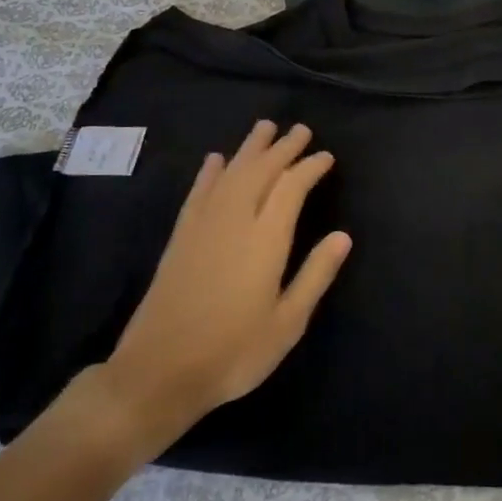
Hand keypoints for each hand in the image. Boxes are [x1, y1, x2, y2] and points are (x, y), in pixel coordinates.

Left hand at [88, 121, 351, 460]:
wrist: (158, 373)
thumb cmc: (234, 352)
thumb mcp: (288, 323)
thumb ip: (316, 275)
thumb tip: (343, 236)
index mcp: (265, 240)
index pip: (291, 188)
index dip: (310, 168)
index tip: (326, 156)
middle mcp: (234, 222)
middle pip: (260, 171)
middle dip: (282, 148)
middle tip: (301, 130)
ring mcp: (202, 227)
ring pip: (230, 174)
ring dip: (249, 149)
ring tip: (265, 128)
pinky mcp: (180, 238)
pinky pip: (198, 193)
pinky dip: (209, 173)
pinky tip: (216, 160)